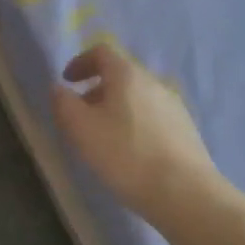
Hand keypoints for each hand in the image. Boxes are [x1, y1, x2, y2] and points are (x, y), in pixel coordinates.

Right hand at [52, 42, 224, 223]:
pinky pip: (152, 116)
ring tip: (104, 137)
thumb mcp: (81, 129)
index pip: (102, 52)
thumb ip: (63, 103)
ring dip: (116, 108)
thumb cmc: (126, 155)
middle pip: (120, 75)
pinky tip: (131, 152)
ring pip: (137, 97)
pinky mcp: (186, 129)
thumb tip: (58, 88)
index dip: (80, 62)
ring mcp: (174, 106)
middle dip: (96, 89)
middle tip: (80, 115)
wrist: (185, 193)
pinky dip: (135, 123)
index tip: (67, 81)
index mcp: (127, 75)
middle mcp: (154, 82)